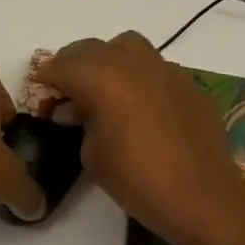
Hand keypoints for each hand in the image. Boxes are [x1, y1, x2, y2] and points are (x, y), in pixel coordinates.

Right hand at [39, 33, 244, 244]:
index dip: (46, 77)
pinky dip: (138, 74)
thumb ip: (80, 123)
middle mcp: (132, 64)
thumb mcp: (92, 156)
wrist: (203, 198)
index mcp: (102, 80)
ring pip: (126, 45)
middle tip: (66, 88)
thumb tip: (78, 110)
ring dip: (108, 58)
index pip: (62, 66)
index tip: (40, 90)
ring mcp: (164, 69)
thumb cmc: (138, 181)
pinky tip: (140, 102)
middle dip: (73, 64)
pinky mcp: (188, 83)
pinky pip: (155, 65)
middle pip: (91, 48)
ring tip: (105, 85)